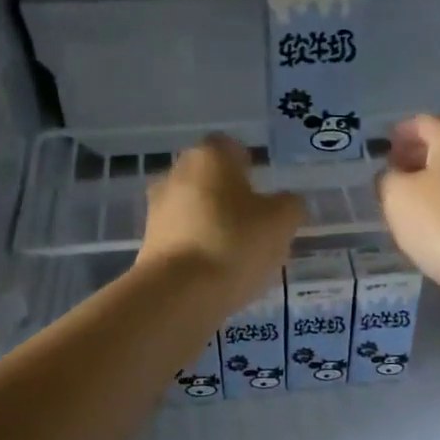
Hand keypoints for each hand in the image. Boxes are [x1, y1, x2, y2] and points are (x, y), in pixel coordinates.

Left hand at [139, 135, 304, 308]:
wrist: (178, 293)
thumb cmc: (235, 243)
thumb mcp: (281, 222)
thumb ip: (290, 205)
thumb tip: (287, 203)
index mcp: (209, 156)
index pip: (230, 147)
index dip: (248, 163)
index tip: (263, 187)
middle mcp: (176, 173)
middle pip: (209, 178)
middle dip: (230, 195)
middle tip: (256, 221)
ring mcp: (157, 209)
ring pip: (194, 208)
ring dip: (213, 222)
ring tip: (240, 252)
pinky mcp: (149, 242)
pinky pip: (182, 236)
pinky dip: (199, 247)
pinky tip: (217, 270)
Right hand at [377, 115, 439, 295]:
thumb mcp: (396, 196)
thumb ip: (387, 178)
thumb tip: (394, 175)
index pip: (421, 123)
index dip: (399, 134)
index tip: (383, 151)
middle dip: (416, 157)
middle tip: (393, 175)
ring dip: (433, 182)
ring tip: (410, 203)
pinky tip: (435, 222)